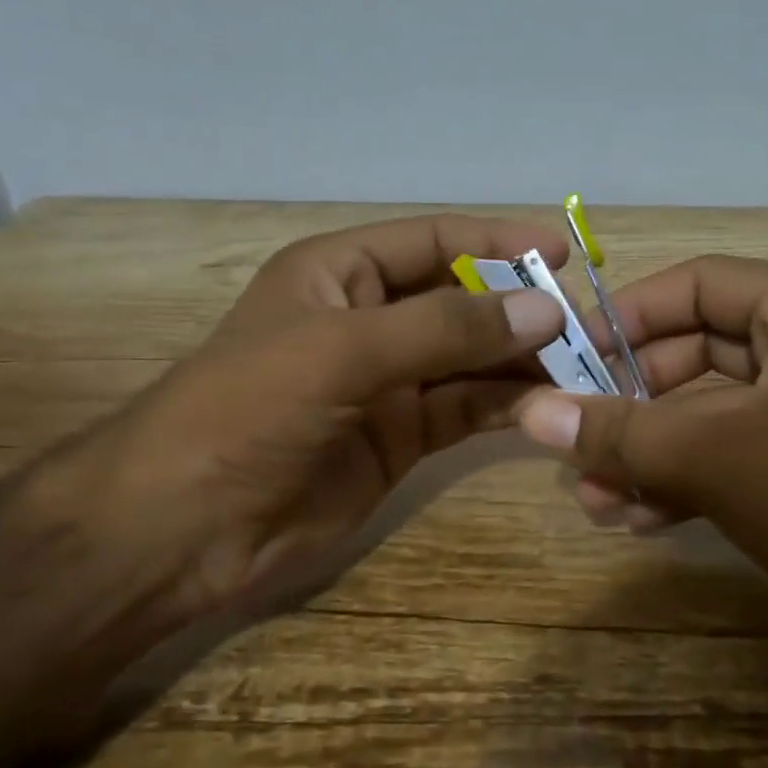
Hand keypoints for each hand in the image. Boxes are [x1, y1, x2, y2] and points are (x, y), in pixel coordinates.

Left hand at [54, 215, 568, 635]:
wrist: (183, 526)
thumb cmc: (248, 409)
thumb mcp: (344, 350)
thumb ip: (445, 328)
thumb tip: (545, 309)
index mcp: (340, 272)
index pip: (433, 240)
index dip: (497, 242)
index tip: (561, 253)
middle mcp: (368, 319)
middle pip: (459, 299)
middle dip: (518, 307)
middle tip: (584, 322)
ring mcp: (387, 382)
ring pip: (470, 358)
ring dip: (521, 359)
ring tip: (583, 365)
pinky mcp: (400, 437)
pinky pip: (464, 409)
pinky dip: (505, 405)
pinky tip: (549, 404)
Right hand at [515, 256, 767, 652]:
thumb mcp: (718, 458)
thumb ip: (621, 433)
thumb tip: (531, 413)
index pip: (697, 284)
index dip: (628, 316)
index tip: (568, 357)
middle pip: (696, 354)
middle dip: (632, 403)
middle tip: (574, 441)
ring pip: (710, 416)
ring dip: (651, 454)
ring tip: (592, 500)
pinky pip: (734, 460)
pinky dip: (686, 484)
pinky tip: (636, 521)